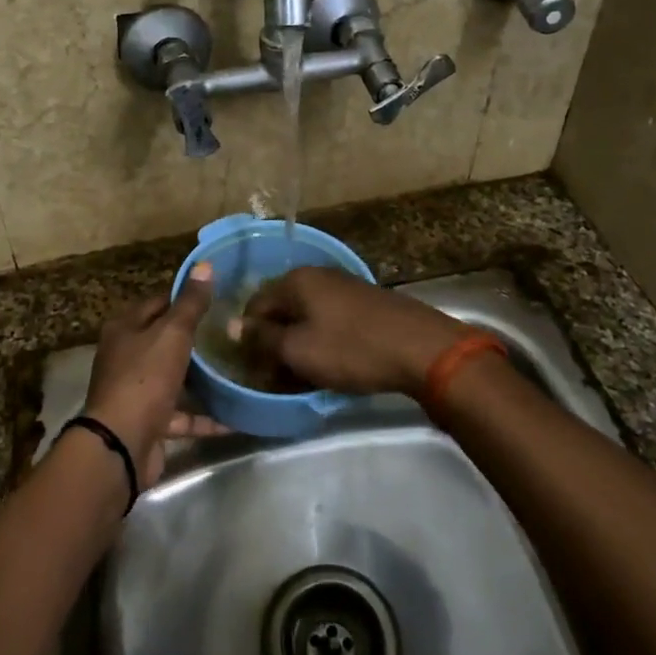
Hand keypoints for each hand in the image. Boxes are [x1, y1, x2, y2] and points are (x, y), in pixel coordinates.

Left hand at [83, 263, 221, 485]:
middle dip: (195, 338)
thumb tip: (204, 265)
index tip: (217, 295)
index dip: (185, 296)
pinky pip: (183, 415)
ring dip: (201, 377)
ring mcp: (137, 392)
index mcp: (125, 329)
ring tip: (236, 367)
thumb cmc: (145, 378)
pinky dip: (205, 416)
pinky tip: (236, 416)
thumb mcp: (172, 333)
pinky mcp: (150, 423)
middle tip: (231, 330)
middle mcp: (126, 357)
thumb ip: (190, 303)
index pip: (158, 302)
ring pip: (174, 377)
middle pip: (164, 340)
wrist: (121, 445)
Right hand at [237, 267, 471, 396]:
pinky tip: (330, 367)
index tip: (252, 370)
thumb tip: (234, 326)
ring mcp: (344, 287)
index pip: (255, 306)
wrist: (420, 348)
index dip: (248, 338)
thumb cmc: (351, 348)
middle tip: (276, 378)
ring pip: (307, 318)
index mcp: (296, 280)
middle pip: (282, 311)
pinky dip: (323, 343)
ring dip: (299, 346)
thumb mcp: (299, 349)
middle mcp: (318, 276)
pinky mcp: (365, 304)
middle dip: (275, 344)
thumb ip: (263, 338)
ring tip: (302, 379)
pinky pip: (330, 322)